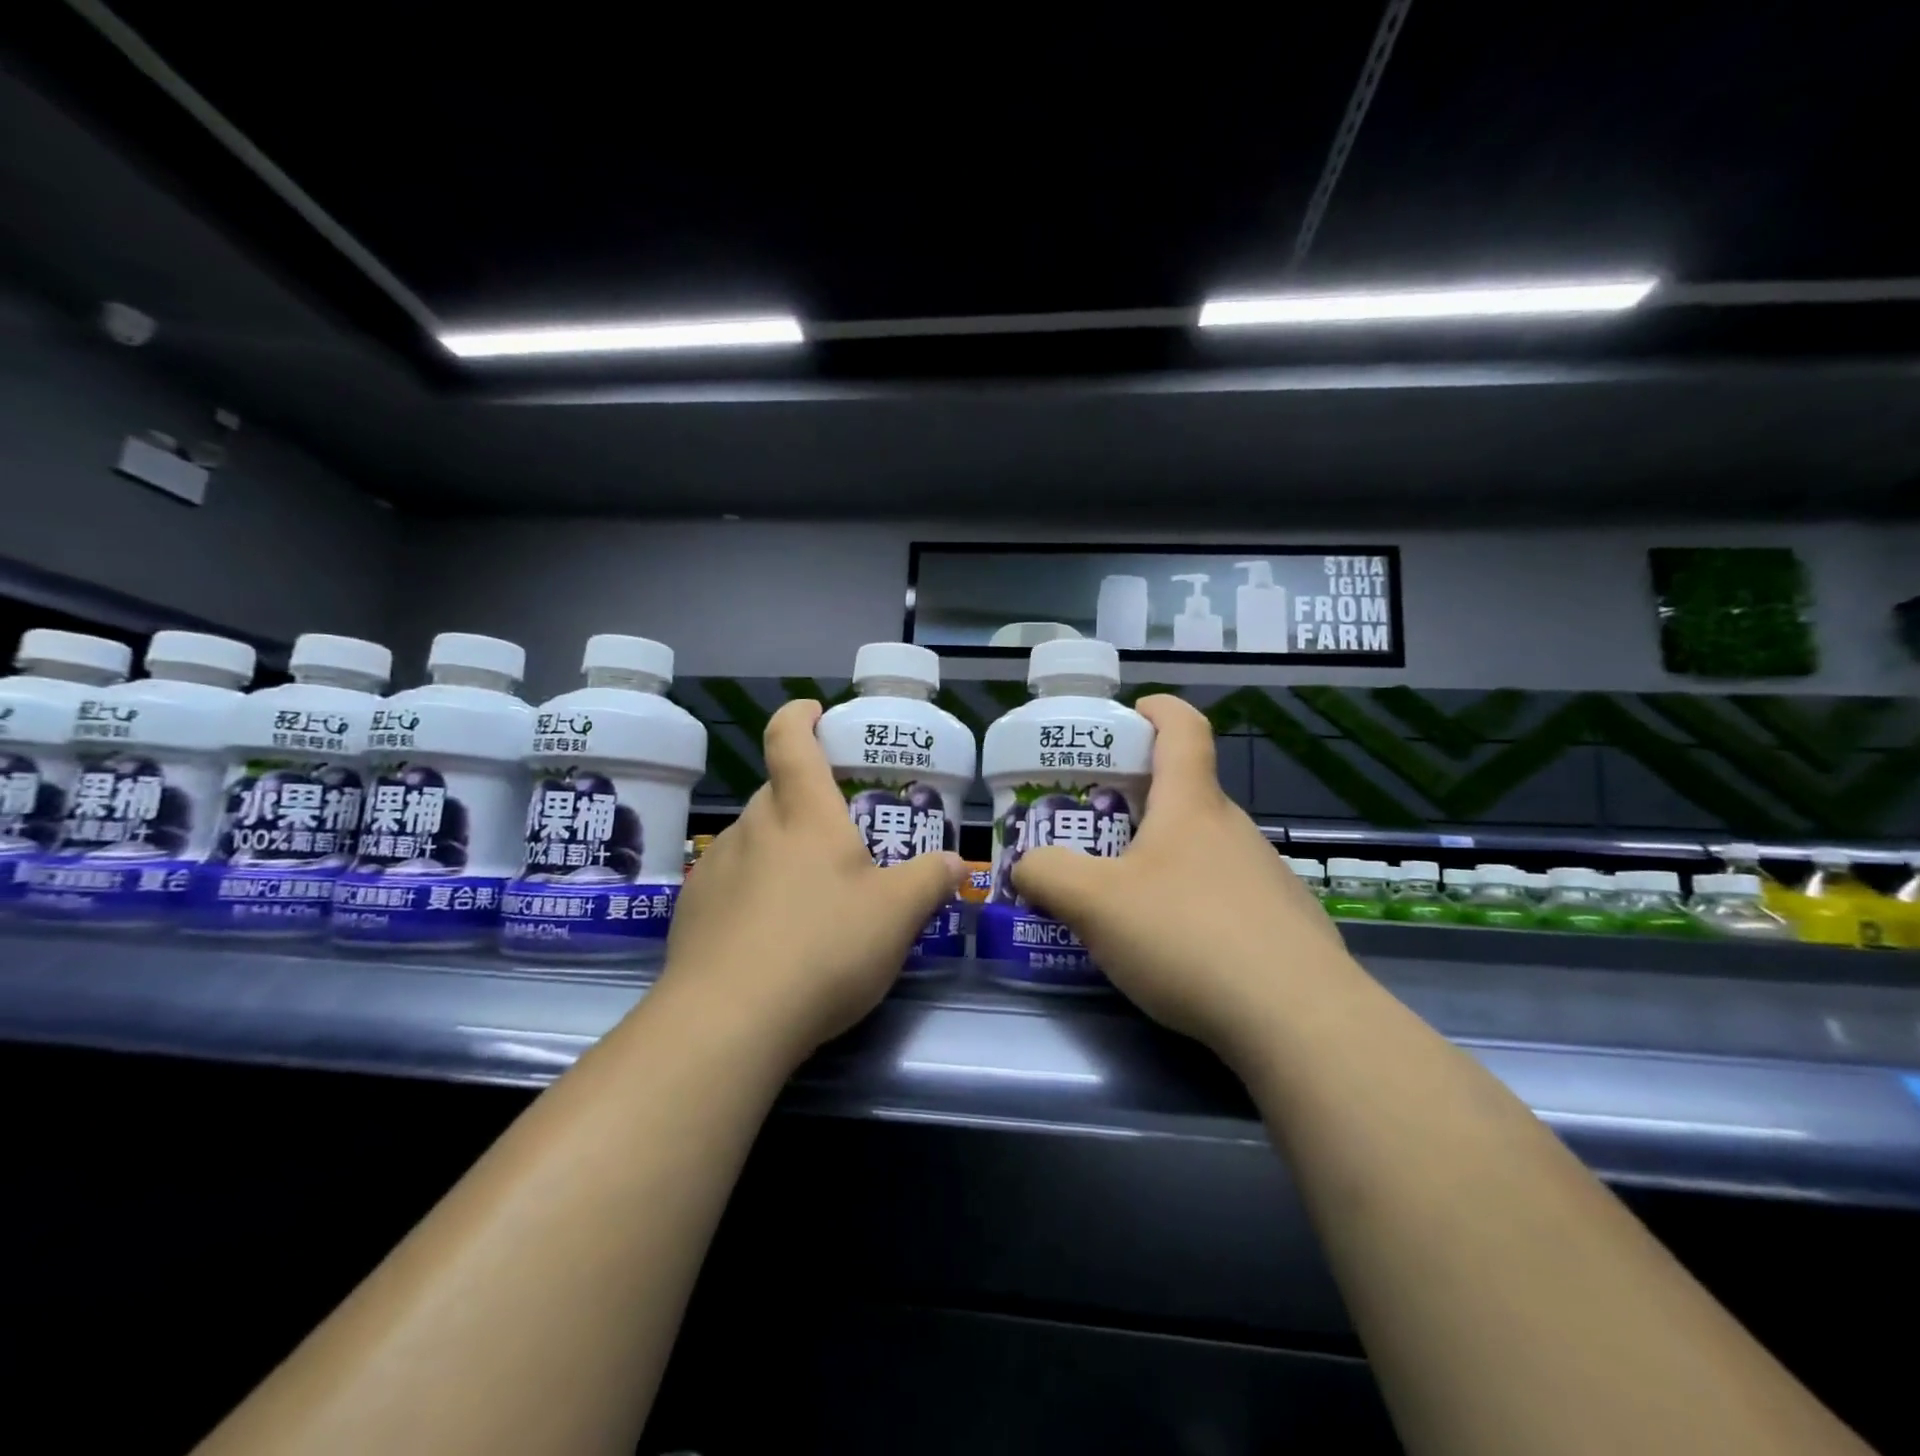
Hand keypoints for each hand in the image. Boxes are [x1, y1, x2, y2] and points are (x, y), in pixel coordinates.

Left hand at [661, 699, 964, 1061]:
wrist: (728, 1021)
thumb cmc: (823, 949)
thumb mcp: (897, 916)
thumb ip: (930, 881)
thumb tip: (956, 863)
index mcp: (804, 814)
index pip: (791, 740)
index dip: (800, 716)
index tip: (813, 711)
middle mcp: (754, 828)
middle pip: (775, 791)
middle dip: (803, 798)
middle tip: (838, 832)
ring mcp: (716, 867)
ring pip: (753, 838)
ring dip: (779, 847)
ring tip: (809, 893)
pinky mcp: (692, 910)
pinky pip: (730, 881)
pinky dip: (753, 889)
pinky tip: (771, 934)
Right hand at [1010, 695, 1348, 1057]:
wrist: (1297, 1020)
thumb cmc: (1187, 936)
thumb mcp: (1095, 903)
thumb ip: (1048, 875)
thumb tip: (1026, 866)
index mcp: (1192, 806)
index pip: (1184, 729)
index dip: (1158, 710)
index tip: (1131, 713)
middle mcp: (1234, 830)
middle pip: (1186, 795)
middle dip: (1139, 802)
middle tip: (1094, 832)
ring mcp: (1266, 878)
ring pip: (1205, 849)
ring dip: (1164, 859)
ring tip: (1124, 901)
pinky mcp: (1284, 925)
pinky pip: (1226, 897)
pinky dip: (1193, 904)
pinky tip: (1175, 951)